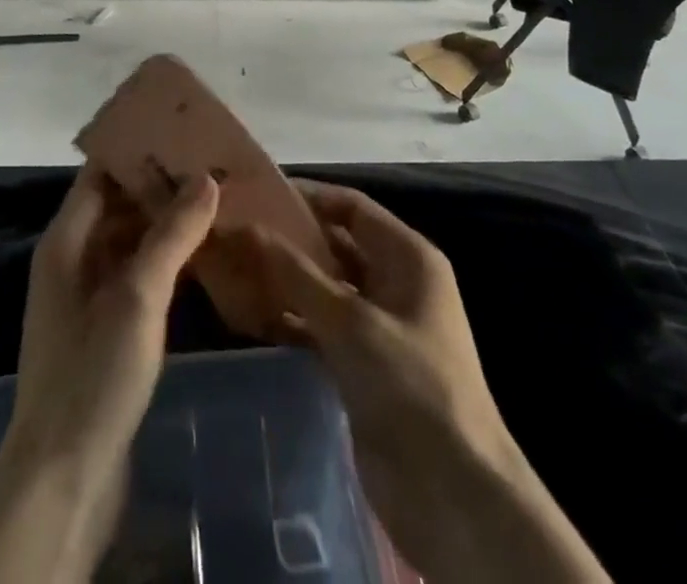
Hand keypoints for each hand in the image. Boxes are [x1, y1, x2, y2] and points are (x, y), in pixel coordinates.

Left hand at [7, 163, 218, 473]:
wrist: (64, 479)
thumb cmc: (93, 374)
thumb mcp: (137, 297)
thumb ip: (171, 235)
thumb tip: (206, 178)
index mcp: (66, 241)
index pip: (101, 174)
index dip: (138, 151)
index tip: (183, 133)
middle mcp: (73, 260)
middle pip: (118, 205)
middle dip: (161, 186)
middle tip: (212, 167)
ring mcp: (88, 297)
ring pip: (130, 241)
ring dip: (167, 224)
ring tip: (216, 204)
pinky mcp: (105, 330)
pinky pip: (137, 276)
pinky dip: (166, 261)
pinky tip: (204, 258)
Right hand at [249, 181, 609, 583]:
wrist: (452, 494)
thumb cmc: (411, 385)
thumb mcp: (352, 322)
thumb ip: (297, 274)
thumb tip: (247, 228)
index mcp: (409, 257)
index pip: (353, 207)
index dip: (309, 197)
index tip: (259, 191)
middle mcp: (395, 283)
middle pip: (337, 246)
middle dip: (291, 238)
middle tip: (237, 229)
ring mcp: (379, 326)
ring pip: (325, 288)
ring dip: (286, 280)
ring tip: (233, 266)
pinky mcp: (363, 366)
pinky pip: (321, 327)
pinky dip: (291, 319)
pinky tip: (250, 314)